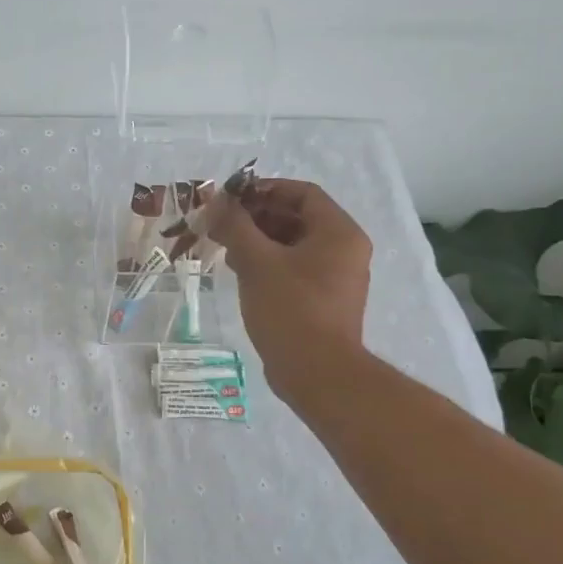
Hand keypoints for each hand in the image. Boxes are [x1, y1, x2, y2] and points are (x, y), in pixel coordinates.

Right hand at [208, 178, 373, 403]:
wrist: (317, 374)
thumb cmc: (291, 308)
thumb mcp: (257, 261)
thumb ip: (236, 226)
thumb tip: (218, 202)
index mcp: (339, 233)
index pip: (302, 193)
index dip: (265, 189)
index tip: (231, 198)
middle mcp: (344, 250)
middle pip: (297, 218)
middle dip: (257, 216)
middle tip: (221, 223)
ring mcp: (335, 278)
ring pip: (293, 245)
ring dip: (258, 240)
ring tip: (224, 246)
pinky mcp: (322, 302)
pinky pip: (294, 269)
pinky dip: (268, 264)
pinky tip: (239, 272)